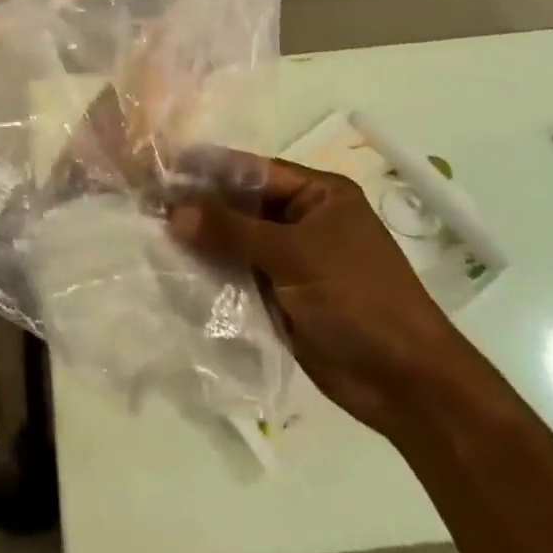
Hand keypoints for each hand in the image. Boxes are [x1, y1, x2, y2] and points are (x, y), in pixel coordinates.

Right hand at [170, 158, 467, 428]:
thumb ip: (232, 230)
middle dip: (200, 207)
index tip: (163, 168)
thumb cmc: (357, 298)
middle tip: (147, 205)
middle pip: (241, 205)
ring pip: (236, 241)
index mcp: (318, 194)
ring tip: (152, 235)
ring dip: (201, 241)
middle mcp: (302, 220)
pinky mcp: (282, 296)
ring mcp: (292, 260)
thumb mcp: (294, 255)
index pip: (252, 171)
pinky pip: (239, 275)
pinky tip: (175, 270)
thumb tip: (174, 210)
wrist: (406, 384)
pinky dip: (212, 273)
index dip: (209, 169)